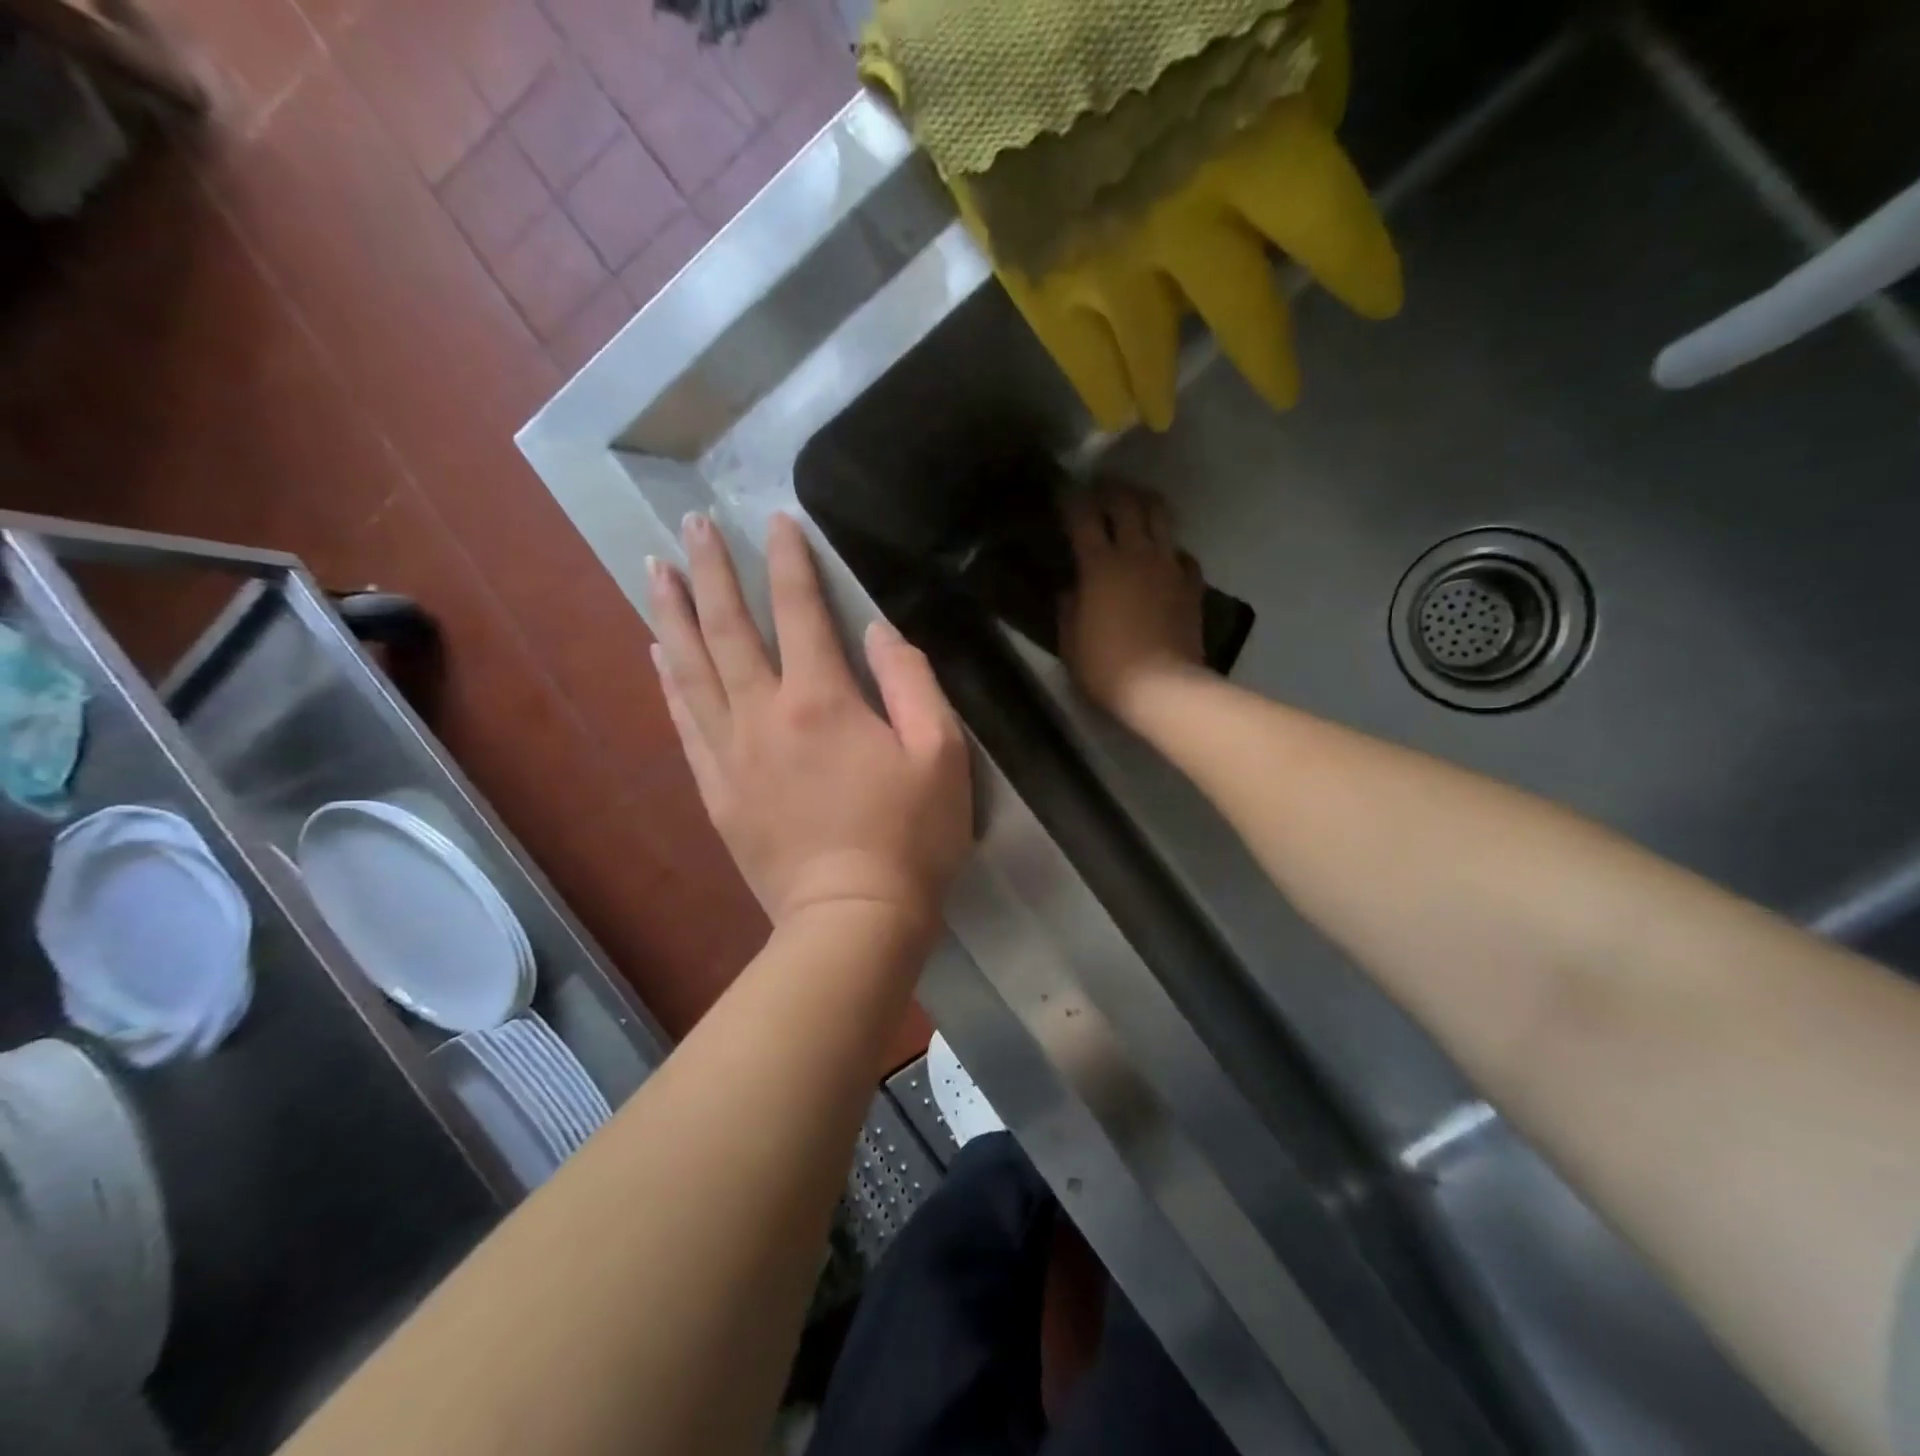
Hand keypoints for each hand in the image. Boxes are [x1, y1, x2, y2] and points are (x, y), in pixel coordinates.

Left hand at [648, 511, 971, 941]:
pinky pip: (683, 723)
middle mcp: (764, 715)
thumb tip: (877, 631)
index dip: (790, 560)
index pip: (800, 611)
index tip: (778, 520)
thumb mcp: (942, 753)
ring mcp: (731, 754)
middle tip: (690, 525)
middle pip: (728, 629)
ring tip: (655, 571)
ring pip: (690, 670)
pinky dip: (668, 682)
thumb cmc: (910, 837)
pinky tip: (656, 655)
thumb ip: (911, 681)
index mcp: (822, 700)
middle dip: (711, 570)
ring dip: (672, 615)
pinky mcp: (717, 791)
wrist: (853, 919)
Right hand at [1060, 484, 1206, 716]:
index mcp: (1099, 565)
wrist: (1162, 687)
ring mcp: (1169, 565)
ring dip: (1145, 505)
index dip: (1071, 499)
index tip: (1063, 491)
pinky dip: (1170, 549)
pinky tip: (1163, 558)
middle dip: (1112, 491)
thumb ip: (1067, 607)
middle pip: (1127, 503)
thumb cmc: (1105, 666)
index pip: (1083, 517)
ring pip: (1161, 516)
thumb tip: (1069, 588)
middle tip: (1100, 491)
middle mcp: (1136, 553)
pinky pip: (1182, 553)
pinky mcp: (1191, 583)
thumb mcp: (1070, 640)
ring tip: (1135, 506)